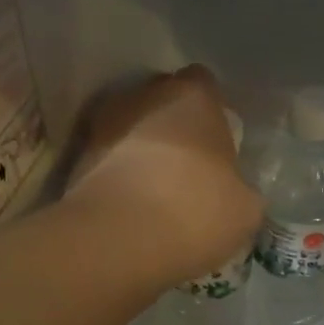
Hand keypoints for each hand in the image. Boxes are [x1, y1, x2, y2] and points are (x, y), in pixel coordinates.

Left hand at [65, 65, 262, 291]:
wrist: (116, 239)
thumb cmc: (195, 210)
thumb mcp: (245, 209)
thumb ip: (241, 189)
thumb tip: (234, 192)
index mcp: (194, 96)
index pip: (205, 84)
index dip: (213, 112)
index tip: (218, 143)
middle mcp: (145, 95)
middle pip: (164, 101)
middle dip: (174, 127)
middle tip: (190, 166)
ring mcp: (105, 124)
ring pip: (133, 129)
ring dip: (143, 151)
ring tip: (158, 191)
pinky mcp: (78, 158)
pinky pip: (110, 160)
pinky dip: (121, 176)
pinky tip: (134, 208)